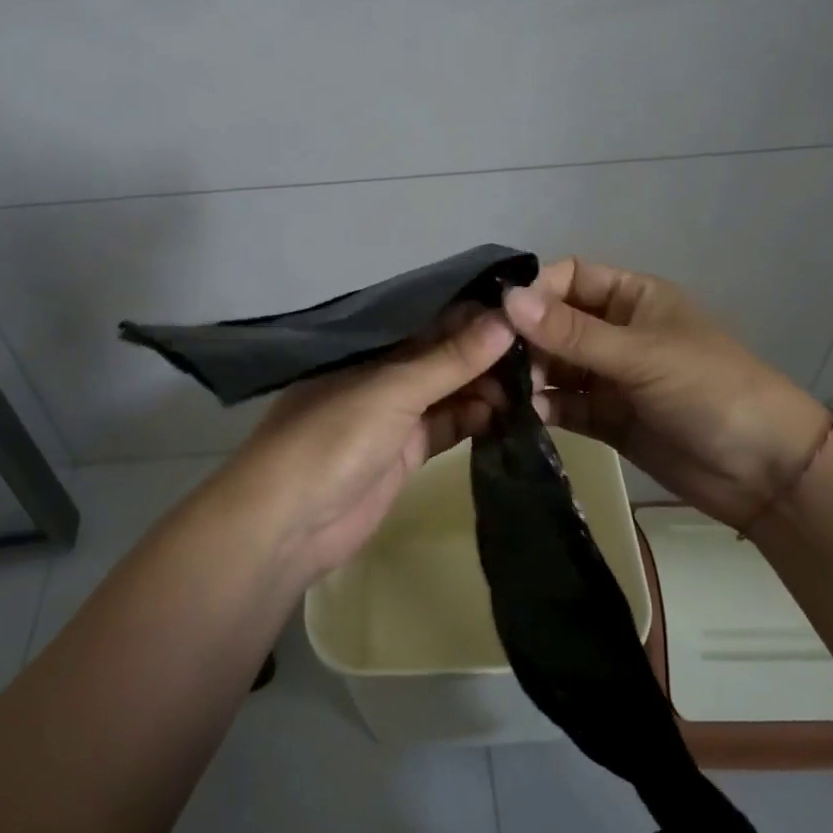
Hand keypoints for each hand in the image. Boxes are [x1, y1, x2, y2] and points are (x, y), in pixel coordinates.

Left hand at [213, 308, 516, 582]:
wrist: (288, 524)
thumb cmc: (332, 439)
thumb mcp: (392, 391)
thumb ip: (450, 359)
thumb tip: (506, 319)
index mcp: (371, 345)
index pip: (431, 317)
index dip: (475, 312)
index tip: (526, 308)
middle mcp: (384, 372)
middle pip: (444, 354)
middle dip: (488, 352)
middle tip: (544, 351)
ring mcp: (395, 413)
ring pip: (451, 390)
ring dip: (488, 387)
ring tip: (537, 384)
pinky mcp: (406, 452)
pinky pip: (449, 425)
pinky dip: (477, 420)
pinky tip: (513, 415)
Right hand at [503, 258, 829, 532]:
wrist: (765, 472)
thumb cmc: (710, 389)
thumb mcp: (641, 354)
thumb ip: (572, 333)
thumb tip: (507, 299)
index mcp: (632, 298)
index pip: (570, 277)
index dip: (535, 291)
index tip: (497, 315)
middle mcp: (616, 332)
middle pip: (555, 323)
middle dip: (524, 338)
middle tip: (488, 360)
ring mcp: (610, 377)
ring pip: (555, 366)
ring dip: (529, 375)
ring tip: (498, 390)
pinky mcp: (606, 418)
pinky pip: (563, 405)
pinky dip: (542, 408)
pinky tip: (520, 416)